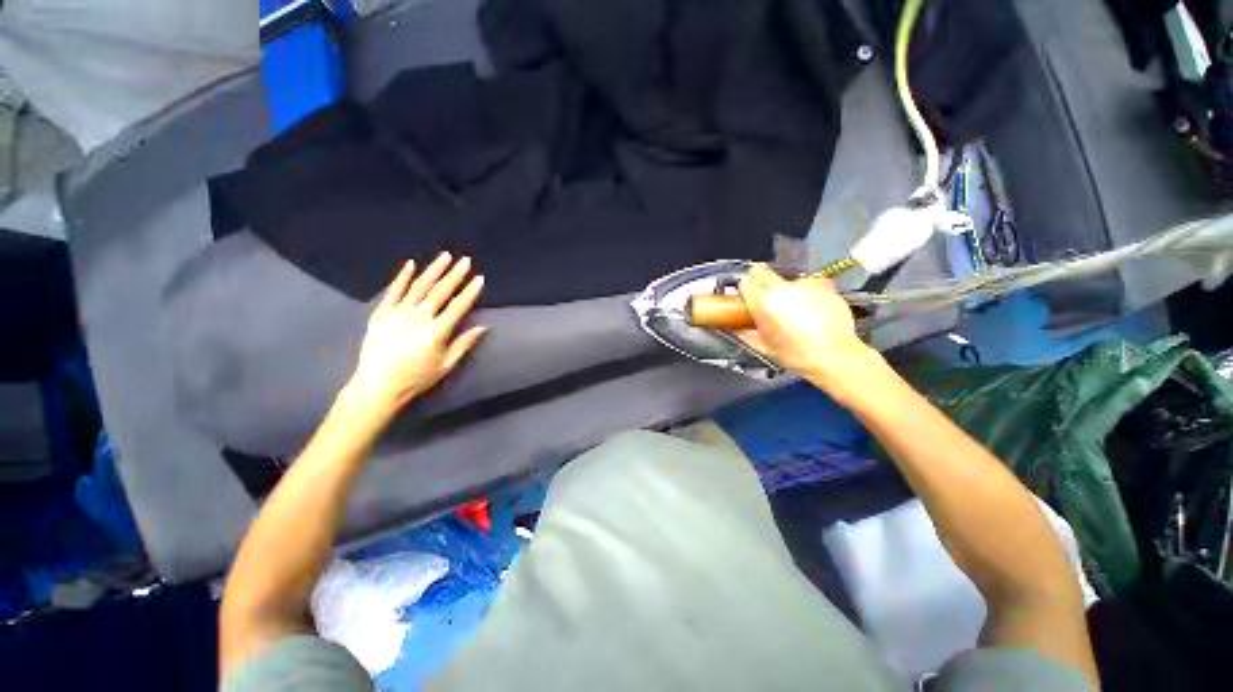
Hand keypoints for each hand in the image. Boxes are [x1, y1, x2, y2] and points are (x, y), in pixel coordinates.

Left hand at [347, 252, 485, 410]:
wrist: (377, 385)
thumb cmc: (417, 378)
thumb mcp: (446, 365)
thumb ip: (464, 344)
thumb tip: (482, 327)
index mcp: (437, 331)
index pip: (458, 306)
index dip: (470, 291)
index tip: (479, 278)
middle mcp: (419, 317)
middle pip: (440, 291)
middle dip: (454, 274)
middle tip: (464, 260)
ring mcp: (398, 313)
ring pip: (419, 286)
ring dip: (433, 270)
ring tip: (444, 256)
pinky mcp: (381, 313)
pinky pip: (393, 291)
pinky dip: (402, 277)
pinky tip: (411, 264)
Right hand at [737, 264, 875, 390]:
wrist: (834, 355)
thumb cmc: (799, 354)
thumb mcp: (763, 346)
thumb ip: (745, 332)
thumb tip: (737, 327)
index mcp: (763, 303)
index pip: (744, 282)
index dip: (745, 290)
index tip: (747, 296)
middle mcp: (782, 288)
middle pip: (761, 271)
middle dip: (759, 281)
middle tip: (765, 295)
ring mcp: (803, 284)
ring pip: (785, 278)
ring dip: (785, 289)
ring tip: (793, 308)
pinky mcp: (822, 284)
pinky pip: (807, 283)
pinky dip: (806, 291)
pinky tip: (810, 307)